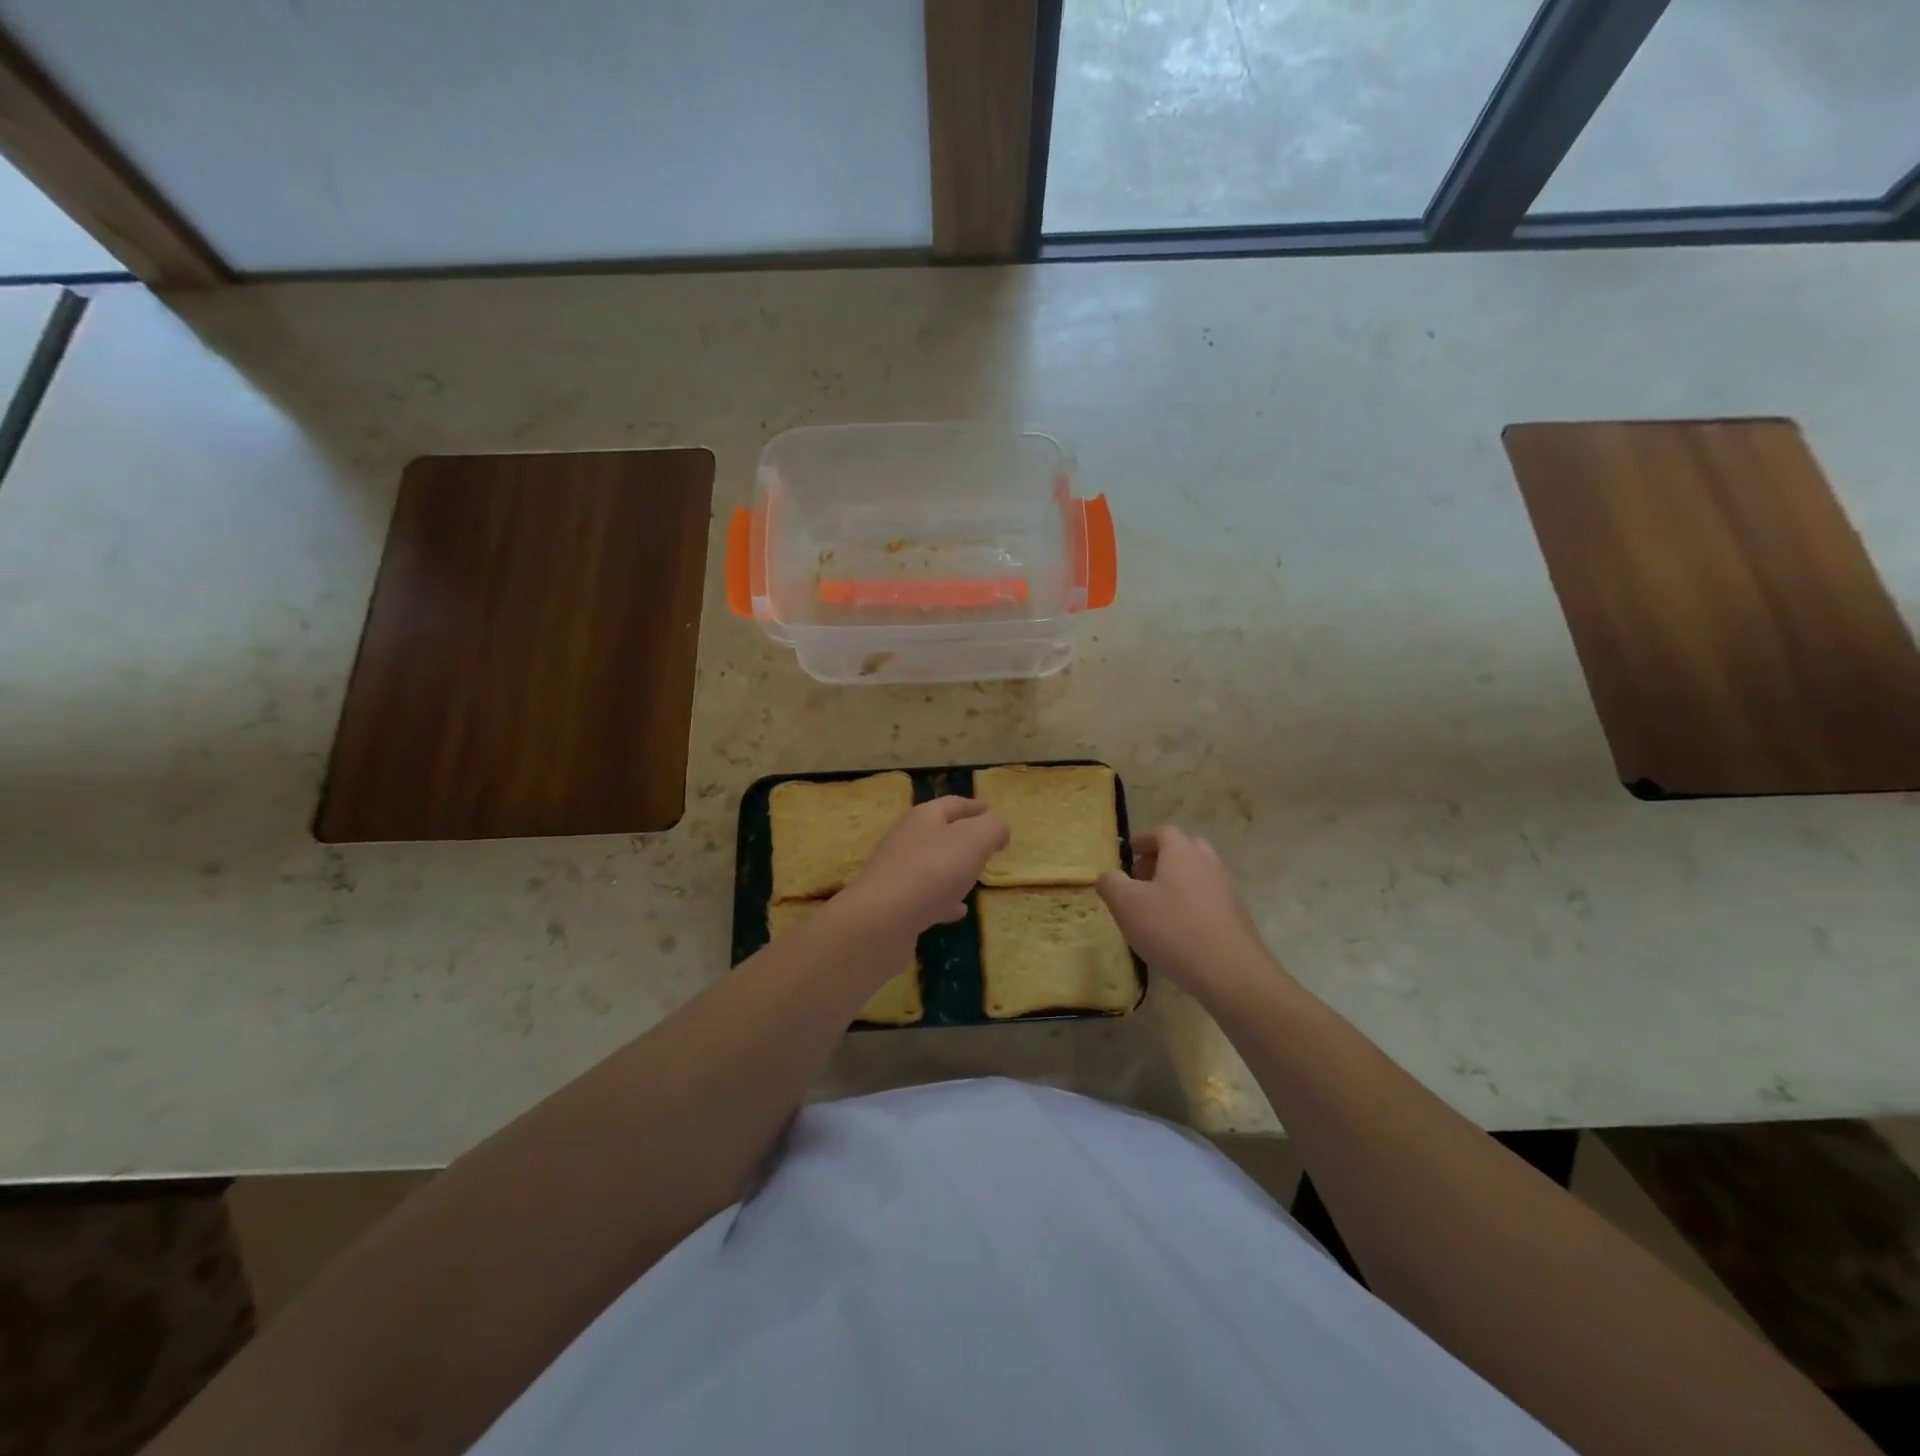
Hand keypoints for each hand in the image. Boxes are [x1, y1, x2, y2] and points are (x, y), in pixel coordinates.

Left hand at [836, 797, 1008, 936]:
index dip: (973, 806)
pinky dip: (943, 900)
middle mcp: (907, 839)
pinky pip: (925, 896)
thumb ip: (991, 830)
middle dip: (962, 838)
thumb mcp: (974, 841)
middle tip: (985, 846)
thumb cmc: (932, 871)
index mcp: (924, 818)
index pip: (952, 804)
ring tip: (974, 878)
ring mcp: (897, 872)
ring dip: (952, 870)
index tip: (989, 808)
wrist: (881, 920)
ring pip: (932, 865)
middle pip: (938, 833)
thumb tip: (998, 830)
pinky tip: (957, 911)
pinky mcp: (894, 904)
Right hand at [1096, 826, 1281, 1003]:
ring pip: (1198, 875)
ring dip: (1177, 882)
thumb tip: (1108, 877)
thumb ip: (1111, 883)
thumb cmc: (1172, 929)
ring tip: (1156, 907)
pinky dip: (1191, 904)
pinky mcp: (1236, 916)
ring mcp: (1226, 889)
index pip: (1163, 832)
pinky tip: (1178, 930)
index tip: (1130, 853)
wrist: (1230, 972)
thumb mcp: (1126, 904)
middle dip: (1161, 859)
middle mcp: (1208, 863)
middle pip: (1184, 849)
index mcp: (1182, 852)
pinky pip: (1208, 899)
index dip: (1144, 840)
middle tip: (1141, 879)